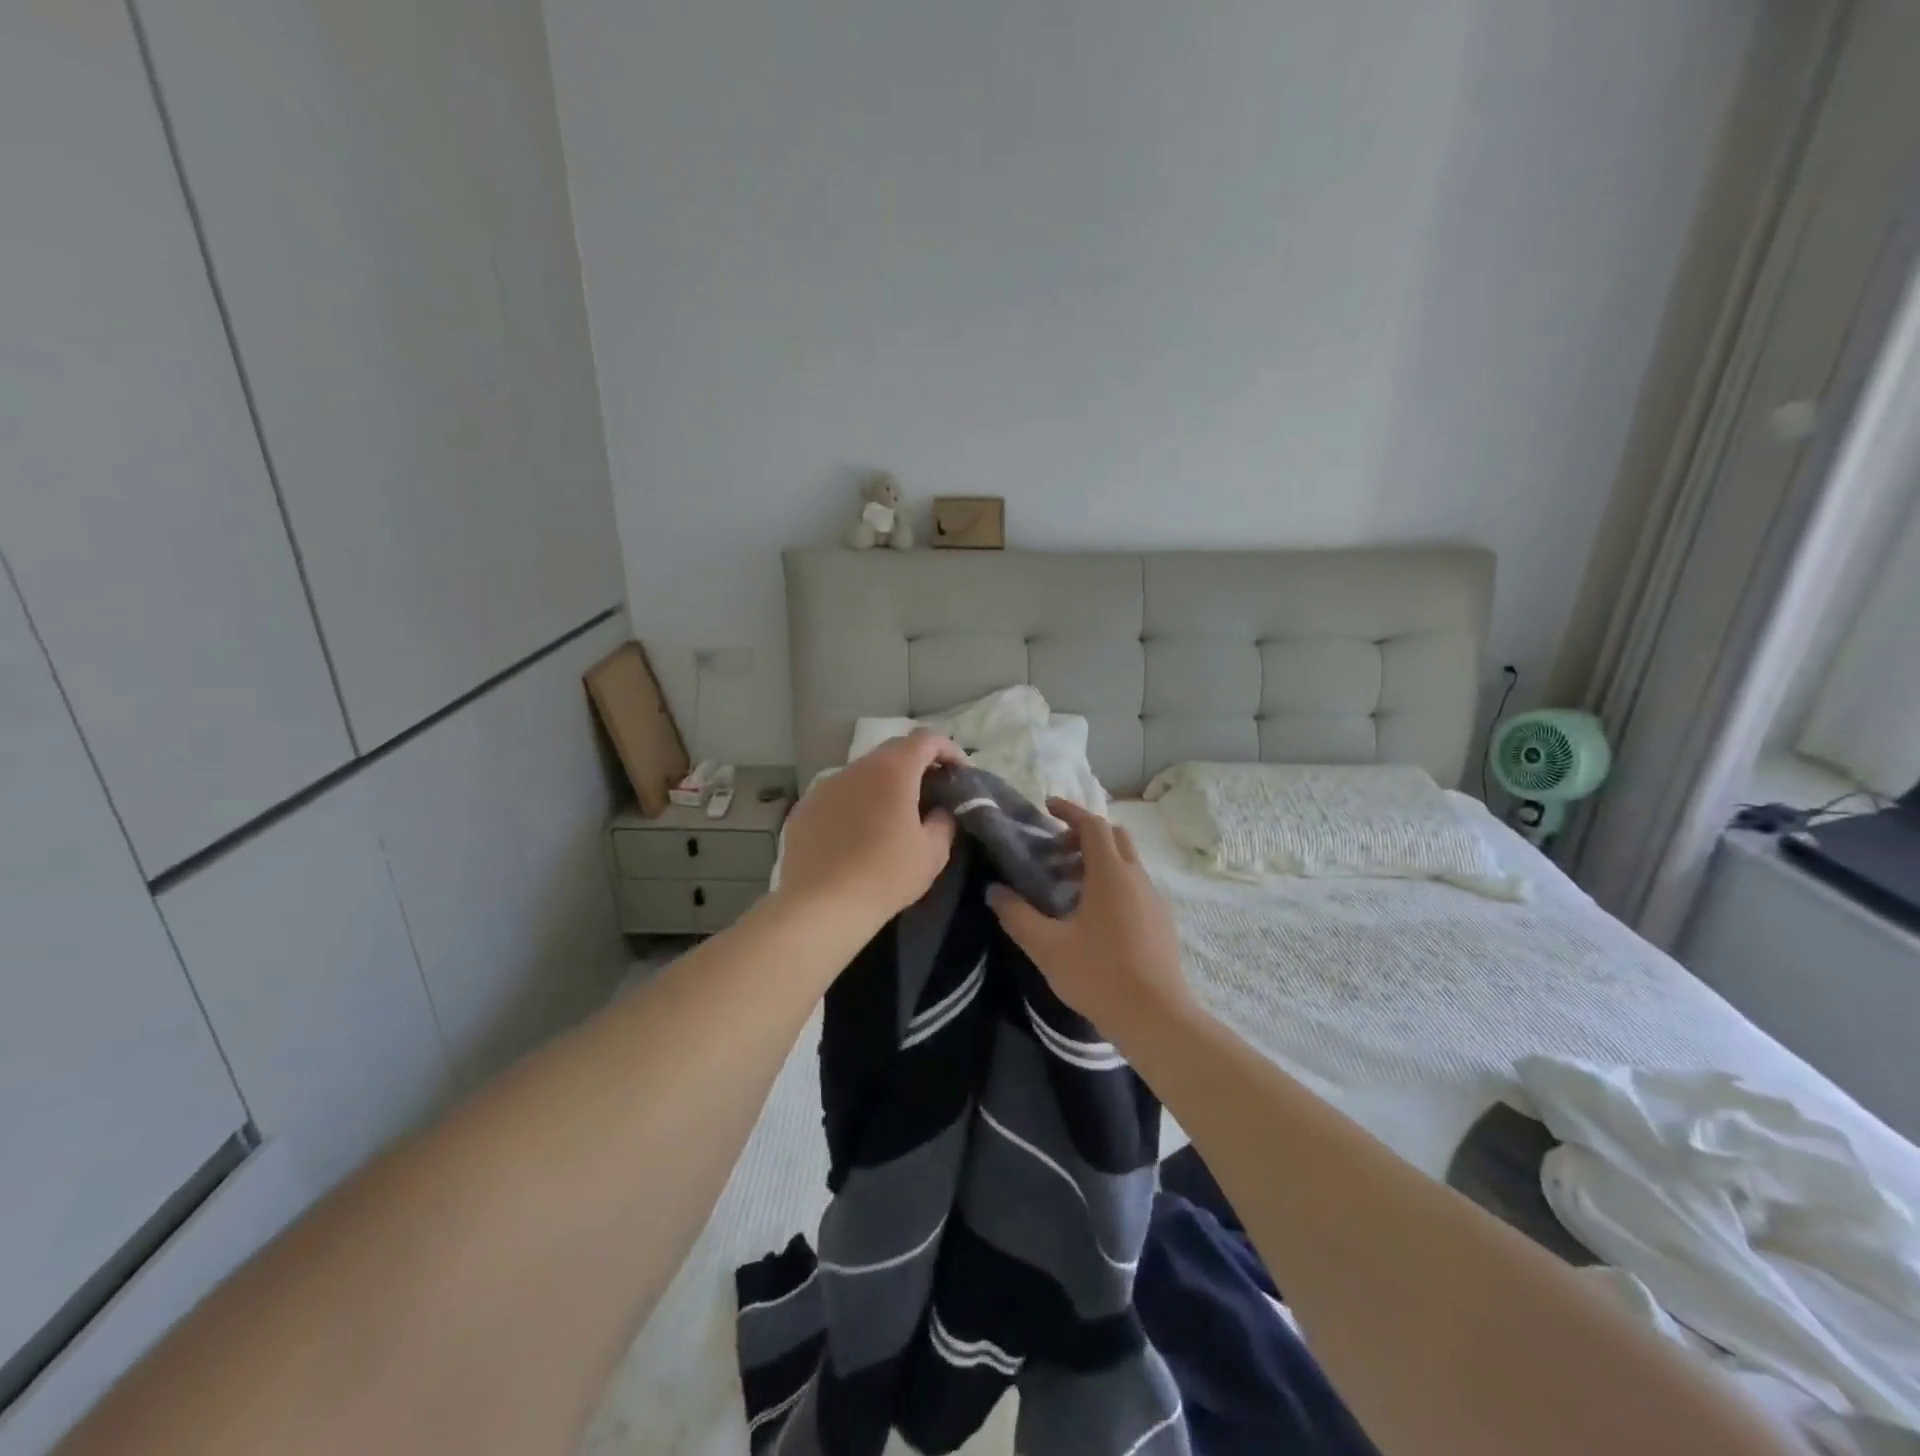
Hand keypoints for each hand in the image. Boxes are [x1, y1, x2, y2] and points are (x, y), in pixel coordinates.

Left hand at [776, 730, 962, 933]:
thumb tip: (939, 809)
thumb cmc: (885, 876)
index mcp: (892, 770)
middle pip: (893, 751)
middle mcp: (856, 768)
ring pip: (863, 772)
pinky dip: (856, 802)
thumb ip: (944, 820)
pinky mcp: (804, 807)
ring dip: (884, 784)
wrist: (820, 906)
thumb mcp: (932, 852)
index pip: (927, 739)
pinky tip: (858, 832)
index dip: (949, 750)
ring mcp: (825, 785)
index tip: (960, 774)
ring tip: (893, 814)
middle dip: (917, 765)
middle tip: (931, 792)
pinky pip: (839, 794)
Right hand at [988, 799, 1194, 1040]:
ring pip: (1127, 861)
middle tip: (1055, 851)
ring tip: (1069, 885)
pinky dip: (1114, 881)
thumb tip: (994, 891)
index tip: (1048, 807)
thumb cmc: (1098, 975)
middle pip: (1114, 836)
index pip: (1092, 824)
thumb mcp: (1046, 946)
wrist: (1156, 1017)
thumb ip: (1016, 915)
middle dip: (1085, 834)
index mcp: (1111, 873)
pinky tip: (1095, 915)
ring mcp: (1154, 899)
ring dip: (1099, 860)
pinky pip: (1136, 884)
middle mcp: (1137, 877)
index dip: (1070, 811)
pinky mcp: (1162, 921)